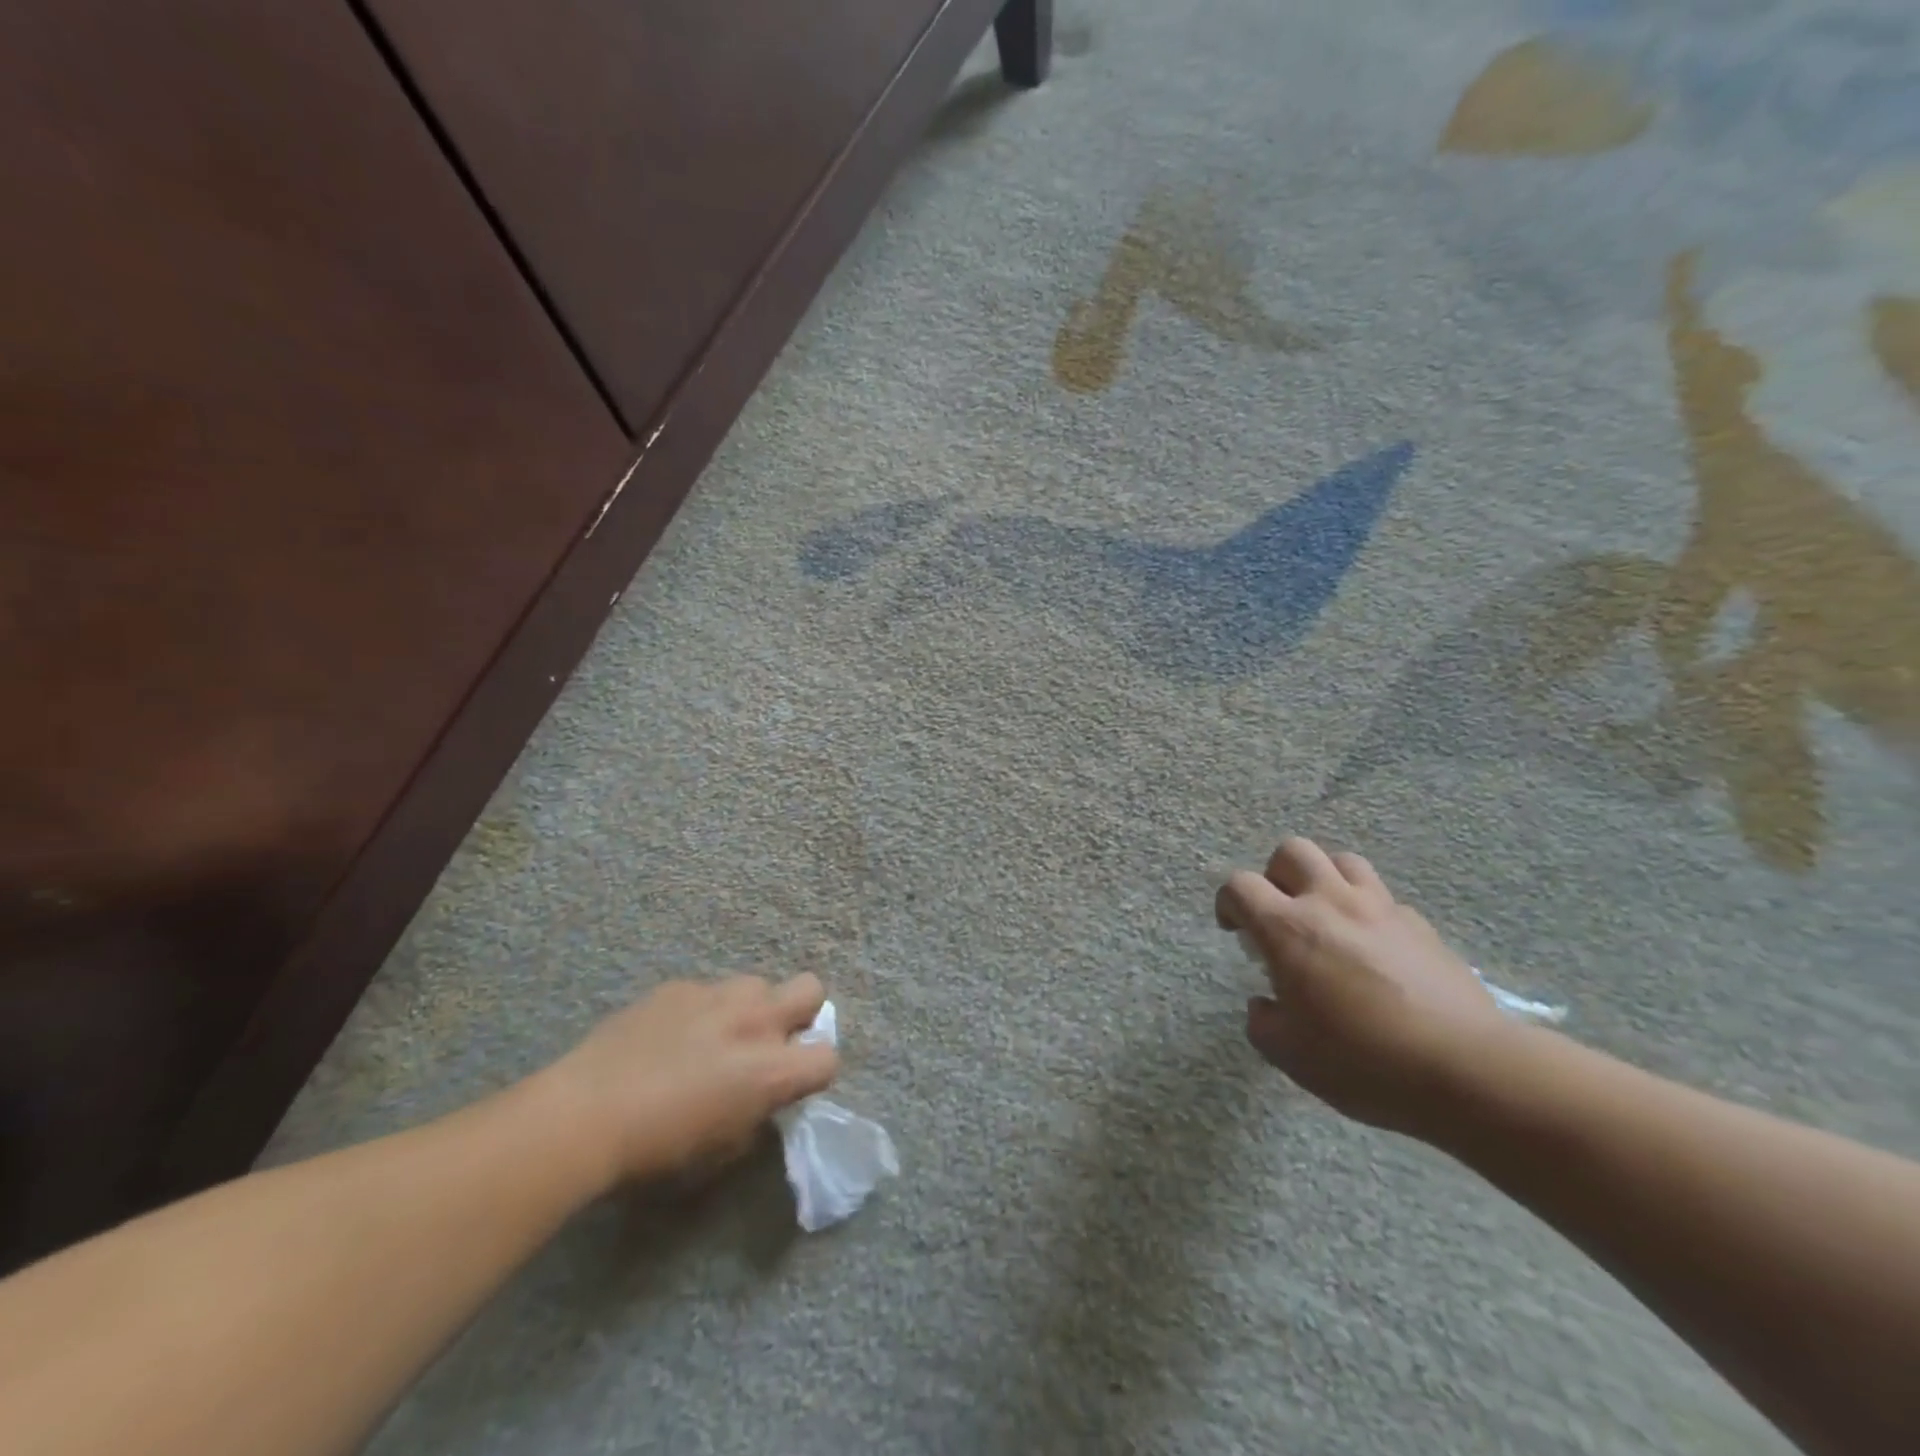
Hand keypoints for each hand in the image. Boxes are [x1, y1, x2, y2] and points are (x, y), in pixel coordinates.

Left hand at [546, 973, 839, 1187]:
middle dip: (801, 1012)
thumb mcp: (720, 1150)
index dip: (814, 1073)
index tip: (792, 1085)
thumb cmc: (655, 1152)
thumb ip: (755, 1115)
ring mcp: (715, 995)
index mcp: (771, 1069)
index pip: (828, 1057)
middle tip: (769, 1043)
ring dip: (750, 1009)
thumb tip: (760, 1099)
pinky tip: (668, 1038)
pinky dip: (701, 1011)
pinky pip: (707, 991)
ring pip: (757, 984)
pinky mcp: (678, 987)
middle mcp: (754, 1020)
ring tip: (716, 1037)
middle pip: (810, 988)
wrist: (583, 1114)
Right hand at [1216, 838, 1508, 1136]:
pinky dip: (1368, 912)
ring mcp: (1381, 909)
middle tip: (1280, 914)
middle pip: (1293, 851)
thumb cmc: (1364, 1062)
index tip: (1235, 929)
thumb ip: (1264, 1022)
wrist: (1467, 1070)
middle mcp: (1331, 904)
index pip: (1240, 886)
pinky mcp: (1421, 925)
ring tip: (1327, 917)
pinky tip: (1374, 949)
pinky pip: (1384, 898)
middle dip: (1276, 876)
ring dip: (1325, 879)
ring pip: (1343, 860)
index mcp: (1288, 929)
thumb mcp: (1291, 1056)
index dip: (1228, 901)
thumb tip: (1265, 1004)